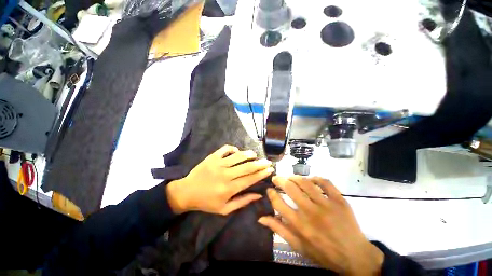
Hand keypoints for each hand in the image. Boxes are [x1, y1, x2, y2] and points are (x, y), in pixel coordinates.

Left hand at [166, 145, 273, 214]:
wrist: (187, 192)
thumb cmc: (206, 202)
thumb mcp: (225, 209)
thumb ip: (242, 201)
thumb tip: (258, 195)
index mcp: (229, 188)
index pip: (250, 179)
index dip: (262, 173)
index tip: (270, 169)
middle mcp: (225, 174)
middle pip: (247, 166)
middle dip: (260, 163)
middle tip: (267, 161)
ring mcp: (218, 164)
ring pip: (238, 156)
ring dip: (249, 154)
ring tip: (255, 155)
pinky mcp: (212, 157)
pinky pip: (225, 149)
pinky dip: (233, 148)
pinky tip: (237, 151)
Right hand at [258, 176, 382, 274]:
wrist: (354, 256)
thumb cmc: (323, 252)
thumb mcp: (298, 246)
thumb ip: (279, 230)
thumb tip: (261, 218)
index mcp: (300, 225)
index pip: (278, 203)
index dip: (271, 194)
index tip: (269, 190)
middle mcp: (311, 212)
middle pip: (290, 188)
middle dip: (279, 180)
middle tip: (276, 178)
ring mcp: (326, 204)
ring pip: (305, 182)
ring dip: (294, 177)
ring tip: (290, 177)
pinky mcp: (340, 200)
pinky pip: (325, 182)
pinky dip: (315, 178)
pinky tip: (310, 179)